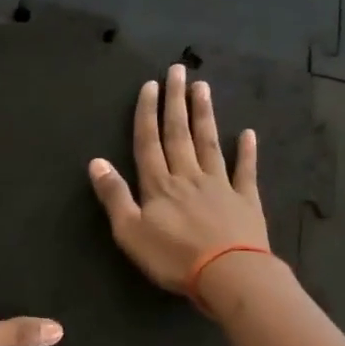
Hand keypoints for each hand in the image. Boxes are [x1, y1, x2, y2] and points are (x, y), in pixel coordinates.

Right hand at [88, 63, 268, 294]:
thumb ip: (114, 196)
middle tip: (178, 70)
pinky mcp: (245, 200)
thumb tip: (96, 161)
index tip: (151, 85)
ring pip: (209, 143)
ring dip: (205, 115)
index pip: (149, 142)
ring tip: (203, 88)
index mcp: (158, 185)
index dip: (148, 113)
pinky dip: (246, 152)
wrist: (228, 274)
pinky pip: (245, 171)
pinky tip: (248, 134)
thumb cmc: (173, 257)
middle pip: (179, 134)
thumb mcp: (130, 232)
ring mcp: (220, 185)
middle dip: (176, 102)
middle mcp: (188, 176)